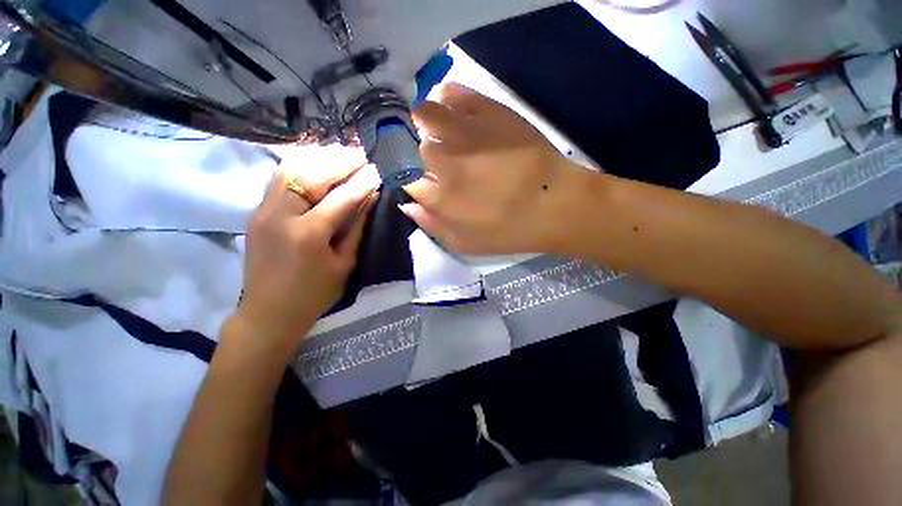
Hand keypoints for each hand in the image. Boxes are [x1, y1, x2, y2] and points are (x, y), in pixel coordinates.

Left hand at [233, 158, 378, 355]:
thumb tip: (371, 198)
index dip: (363, 181)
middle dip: (341, 161)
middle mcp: (281, 215)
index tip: (379, 168)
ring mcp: (263, 209)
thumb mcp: (345, 263)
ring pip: (291, 168)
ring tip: (343, 153)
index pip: (341, 197)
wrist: (268, 312)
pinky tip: (319, 161)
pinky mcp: (257, 210)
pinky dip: (302, 164)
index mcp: (308, 234)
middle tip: (363, 153)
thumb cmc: (314, 294)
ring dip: (320, 157)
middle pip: (312, 174)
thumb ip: (357, 227)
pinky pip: (280, 177)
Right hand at [402, 82, 587, 254]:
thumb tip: (405, 202)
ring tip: (436, 129)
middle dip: (419, 154)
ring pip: (424, 114)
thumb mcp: (464, 244)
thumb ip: (430, 225)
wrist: (554, 204)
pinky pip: (453, 93)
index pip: (405, 178)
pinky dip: (445, 98)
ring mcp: (466, 132)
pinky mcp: (489, 110)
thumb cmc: (509, 231)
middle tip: (436, 159)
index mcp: (438, 196)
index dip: (410, 178)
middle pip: (413, 146)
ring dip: (424, 122)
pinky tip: (451, 109)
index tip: (422, 180)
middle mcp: (444, 161)